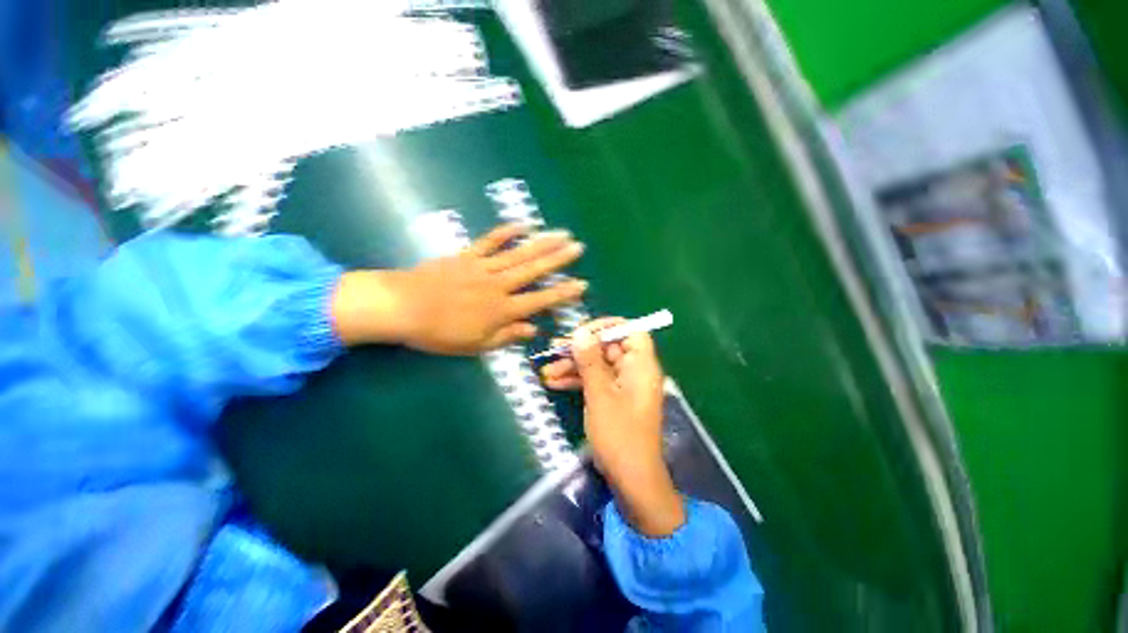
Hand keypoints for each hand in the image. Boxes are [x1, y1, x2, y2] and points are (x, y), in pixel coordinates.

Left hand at [332, 224, 586, 353]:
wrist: (402, 308)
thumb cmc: (439, 333)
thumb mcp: (475, 345)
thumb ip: (507, 336)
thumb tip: (533, 330)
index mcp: (502, 310)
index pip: (541, 300)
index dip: (563, 293)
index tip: (581, 284)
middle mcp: (499, 285)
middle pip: (534, 270)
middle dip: (559, 258)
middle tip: (578, 247)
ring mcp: (483, 267)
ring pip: (518, 253)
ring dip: (542, 243)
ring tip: (561, 233)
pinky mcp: (467, 256)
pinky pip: (490, 242)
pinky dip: (506, 232)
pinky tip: (522, 225)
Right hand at [543, 320, 684, 535]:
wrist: (630, 478)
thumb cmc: (619, 434)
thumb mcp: (600, 394)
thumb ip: (590, 361)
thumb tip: (580, 331)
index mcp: (641, 365)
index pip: (630, 331)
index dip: (607, 327)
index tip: (582, 332)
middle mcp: (634, 371)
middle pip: (607, 348)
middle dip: (580, 349)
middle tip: (554, 349)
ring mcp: (622, 385)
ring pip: (597, 365)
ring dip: (573, 367)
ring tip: (546, 371)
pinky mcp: (613, 398)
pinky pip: (595, 381)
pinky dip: (577, 381)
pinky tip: (553, 383)